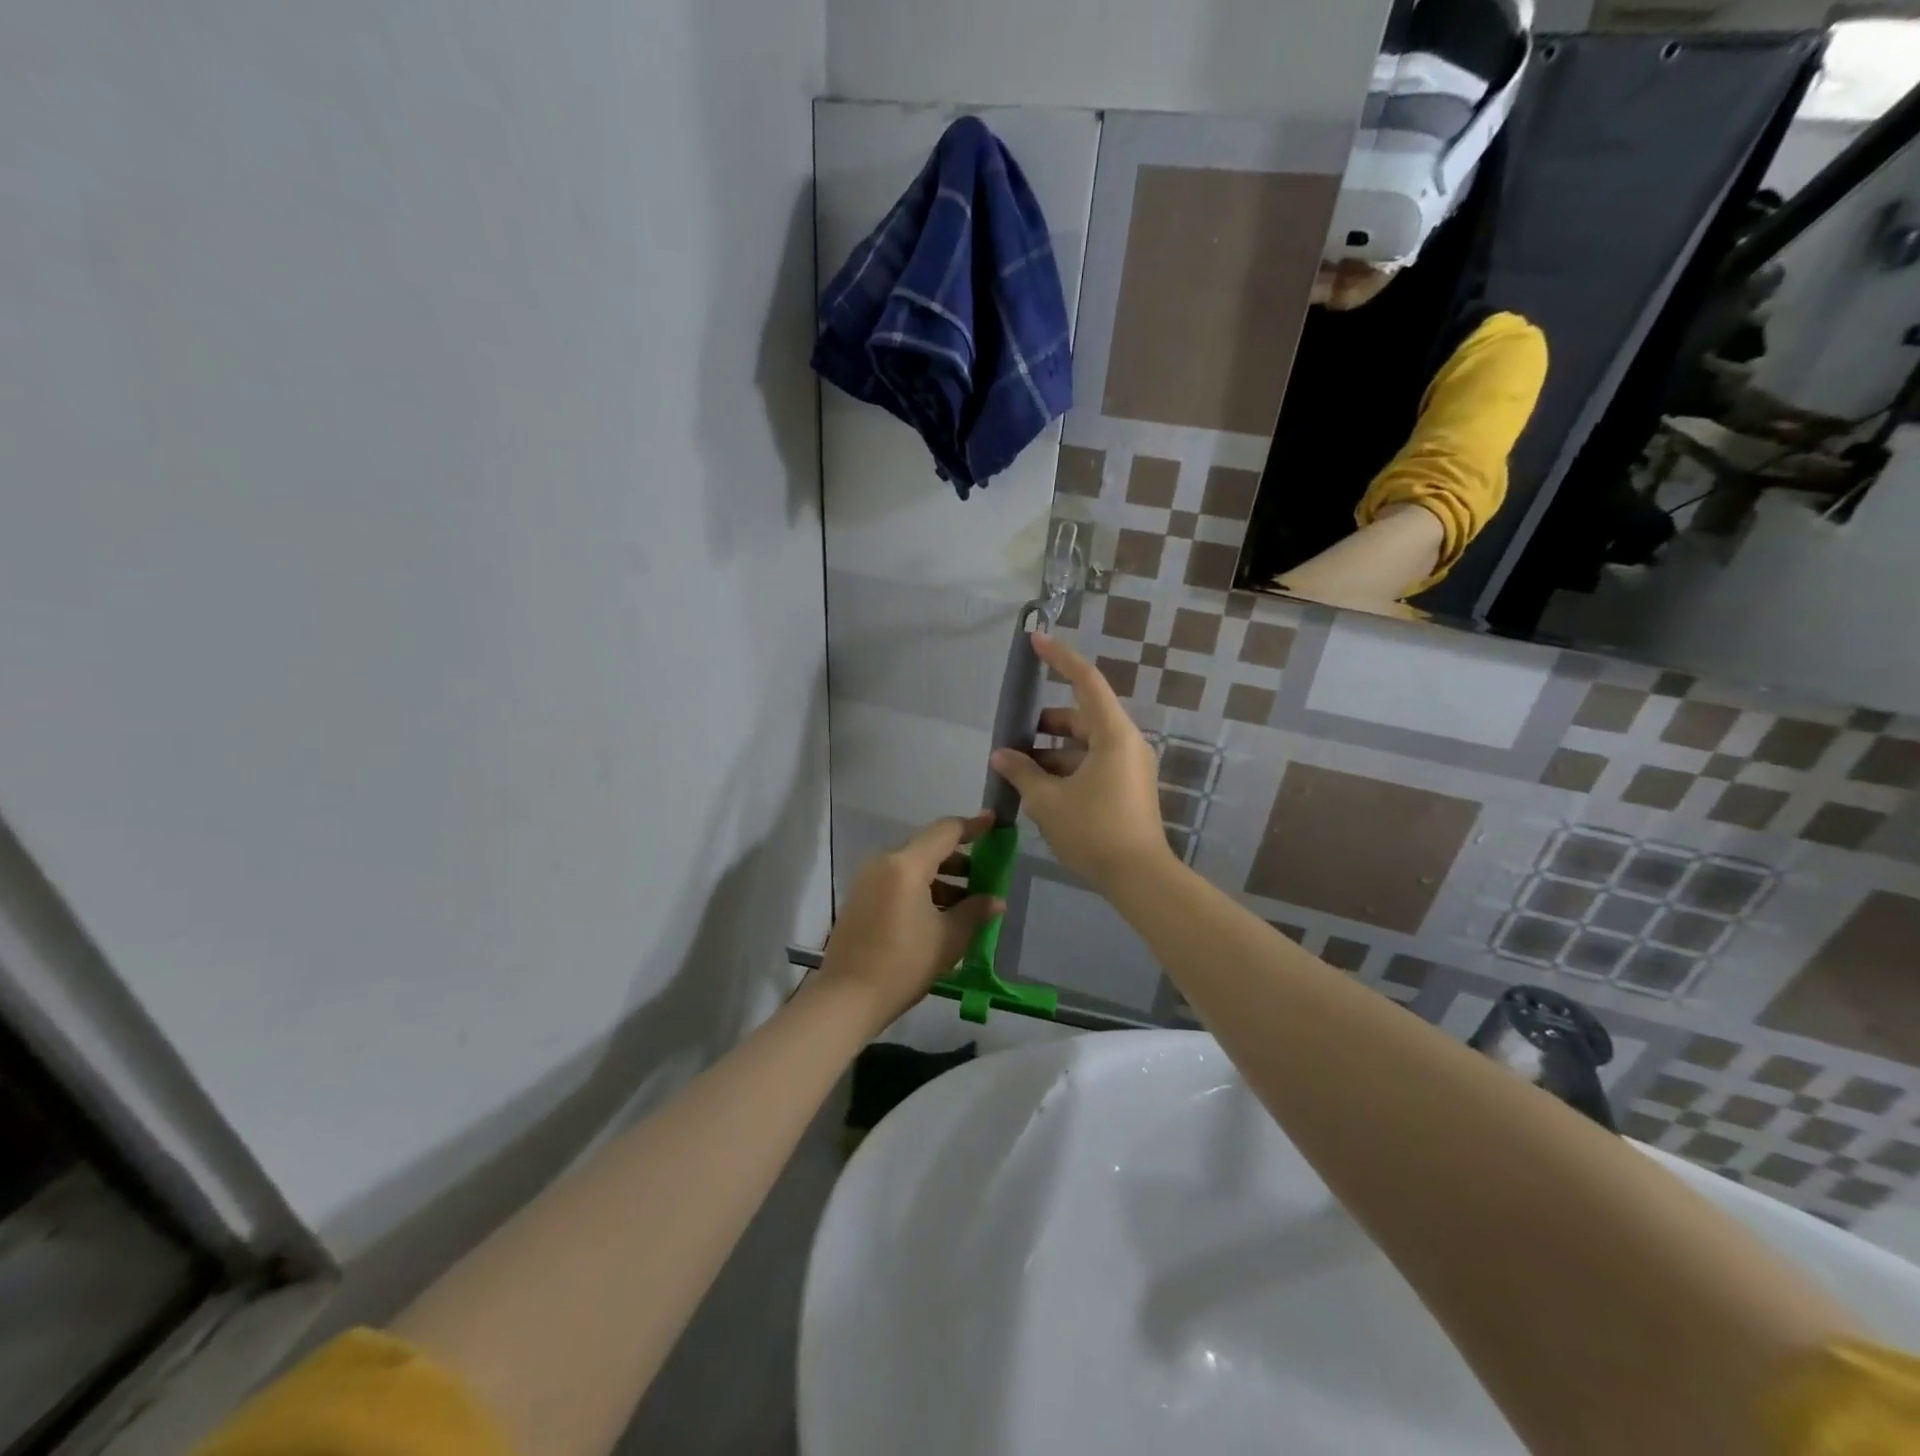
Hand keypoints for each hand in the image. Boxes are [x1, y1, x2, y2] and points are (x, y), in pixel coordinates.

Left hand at [816, 812, 1004, 1027]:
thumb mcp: (948, 938)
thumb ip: (975, 912)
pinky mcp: (860, 899)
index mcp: (906, 864)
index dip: (973, 826)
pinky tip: (938, 915)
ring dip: (940, 878)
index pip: (945, 832)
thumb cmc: (903, 964)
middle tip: (984, 876)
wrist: (847, 998)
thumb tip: (995, 901)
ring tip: (965, 904)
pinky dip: (920, 889)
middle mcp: (884, 862)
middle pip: (928, 848)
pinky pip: (897, 882)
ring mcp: (867, 880)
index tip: (994, 823)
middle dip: (959, 860)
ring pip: (912, 866)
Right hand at [990, 633, 1174, 893]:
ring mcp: (1130, 765)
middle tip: (1012, 738)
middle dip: (1044, 724)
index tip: (1037, 640)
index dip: (1060, 658)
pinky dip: (1066, 768)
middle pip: (1081, 716)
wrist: (1139, 878)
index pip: (1086, 681)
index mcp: (1113, 735)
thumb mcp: (1048, 801)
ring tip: (1018, 771)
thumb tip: (1001, 755)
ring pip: (1084, 743)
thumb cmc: (1094, 832)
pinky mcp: (1128, 785)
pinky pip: (1092, 763)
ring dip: (1051, 751)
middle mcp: (1126, 742)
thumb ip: (1022, 772)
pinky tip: (1039, 790)